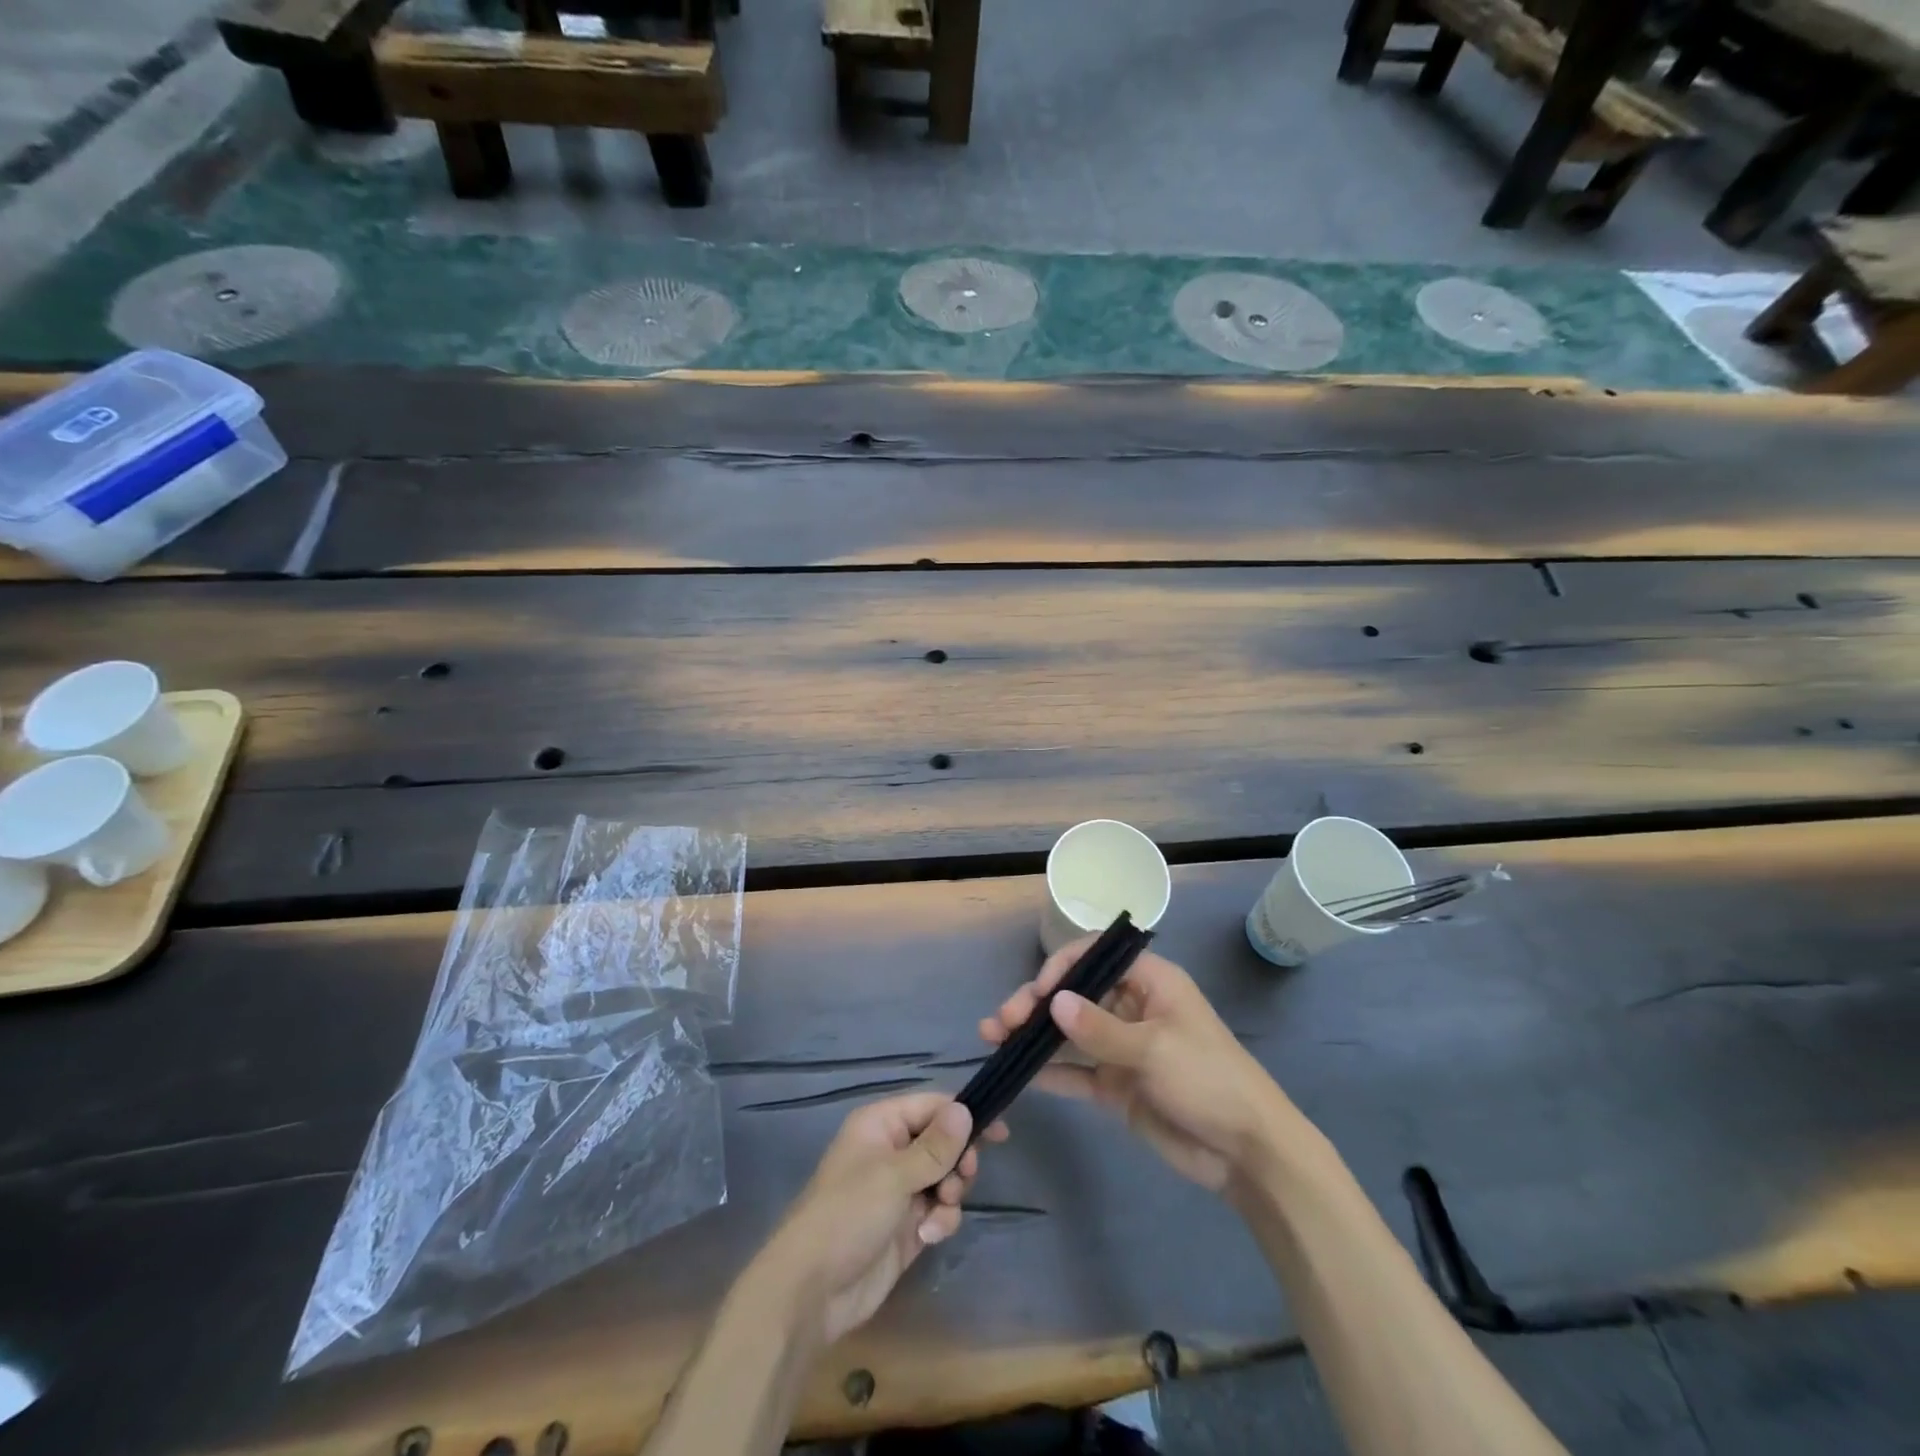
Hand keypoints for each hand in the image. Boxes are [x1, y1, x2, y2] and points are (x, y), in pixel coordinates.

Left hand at [755, 1093, 1008, 1345]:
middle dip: (957, 1162)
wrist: (813, 1291)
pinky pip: (939, 1210)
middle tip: (961, 1178)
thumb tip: (965, 1108)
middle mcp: (892, 1151)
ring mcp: (900, 1190)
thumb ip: (934, 1145)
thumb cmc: (848, 1215)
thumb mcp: (894, 1175)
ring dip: (950, 1196)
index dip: (964, 1115)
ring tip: (937, 1213)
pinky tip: (928, 1237)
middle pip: (943, 1142)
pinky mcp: (907, 1225)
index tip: (998, 1133)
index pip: (932, 1106)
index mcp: (881, 1124)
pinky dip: (941, 1221)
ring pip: (945, 1178)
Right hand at [980, 938, 1301, 1191]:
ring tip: (994, 1039)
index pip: (1096, 956)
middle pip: (1075, 995)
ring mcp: (1122, 1048)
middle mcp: (1131, 1007)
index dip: (1063, 966)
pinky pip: (1077, 1072)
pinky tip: (1022, 1074)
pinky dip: (1051, 1071)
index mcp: (1150, 982)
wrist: (1247, 1153)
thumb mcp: (1155, 1049)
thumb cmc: (1209, 1080)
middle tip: (1002, 1021)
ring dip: (1035, 1035)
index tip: (1038, 991)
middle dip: (1037, 1003)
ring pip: (1070, 1033)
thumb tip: (1052, 1002)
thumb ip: (1100, 1028)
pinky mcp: (1117, 1086)